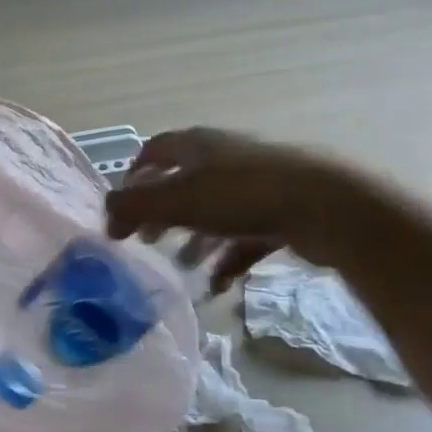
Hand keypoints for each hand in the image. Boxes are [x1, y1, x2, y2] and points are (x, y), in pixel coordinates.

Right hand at [104, 127, 360, 292]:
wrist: (325, 206)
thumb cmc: (240, 196)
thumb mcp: (175, 199)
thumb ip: (133, 205)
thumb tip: (107, 216)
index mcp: (197, 145)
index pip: (154, 151)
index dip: (134, 177)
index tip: (122, 208)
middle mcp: (225, 158)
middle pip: (183, 183)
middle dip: (163, 214)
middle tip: (147, 240)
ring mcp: (256, 184)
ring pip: (215, 212)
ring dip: (195, 239)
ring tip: (183, 266)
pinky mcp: (282, 211)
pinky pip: (245, 236)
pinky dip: (228, 258)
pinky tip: (219, 285)